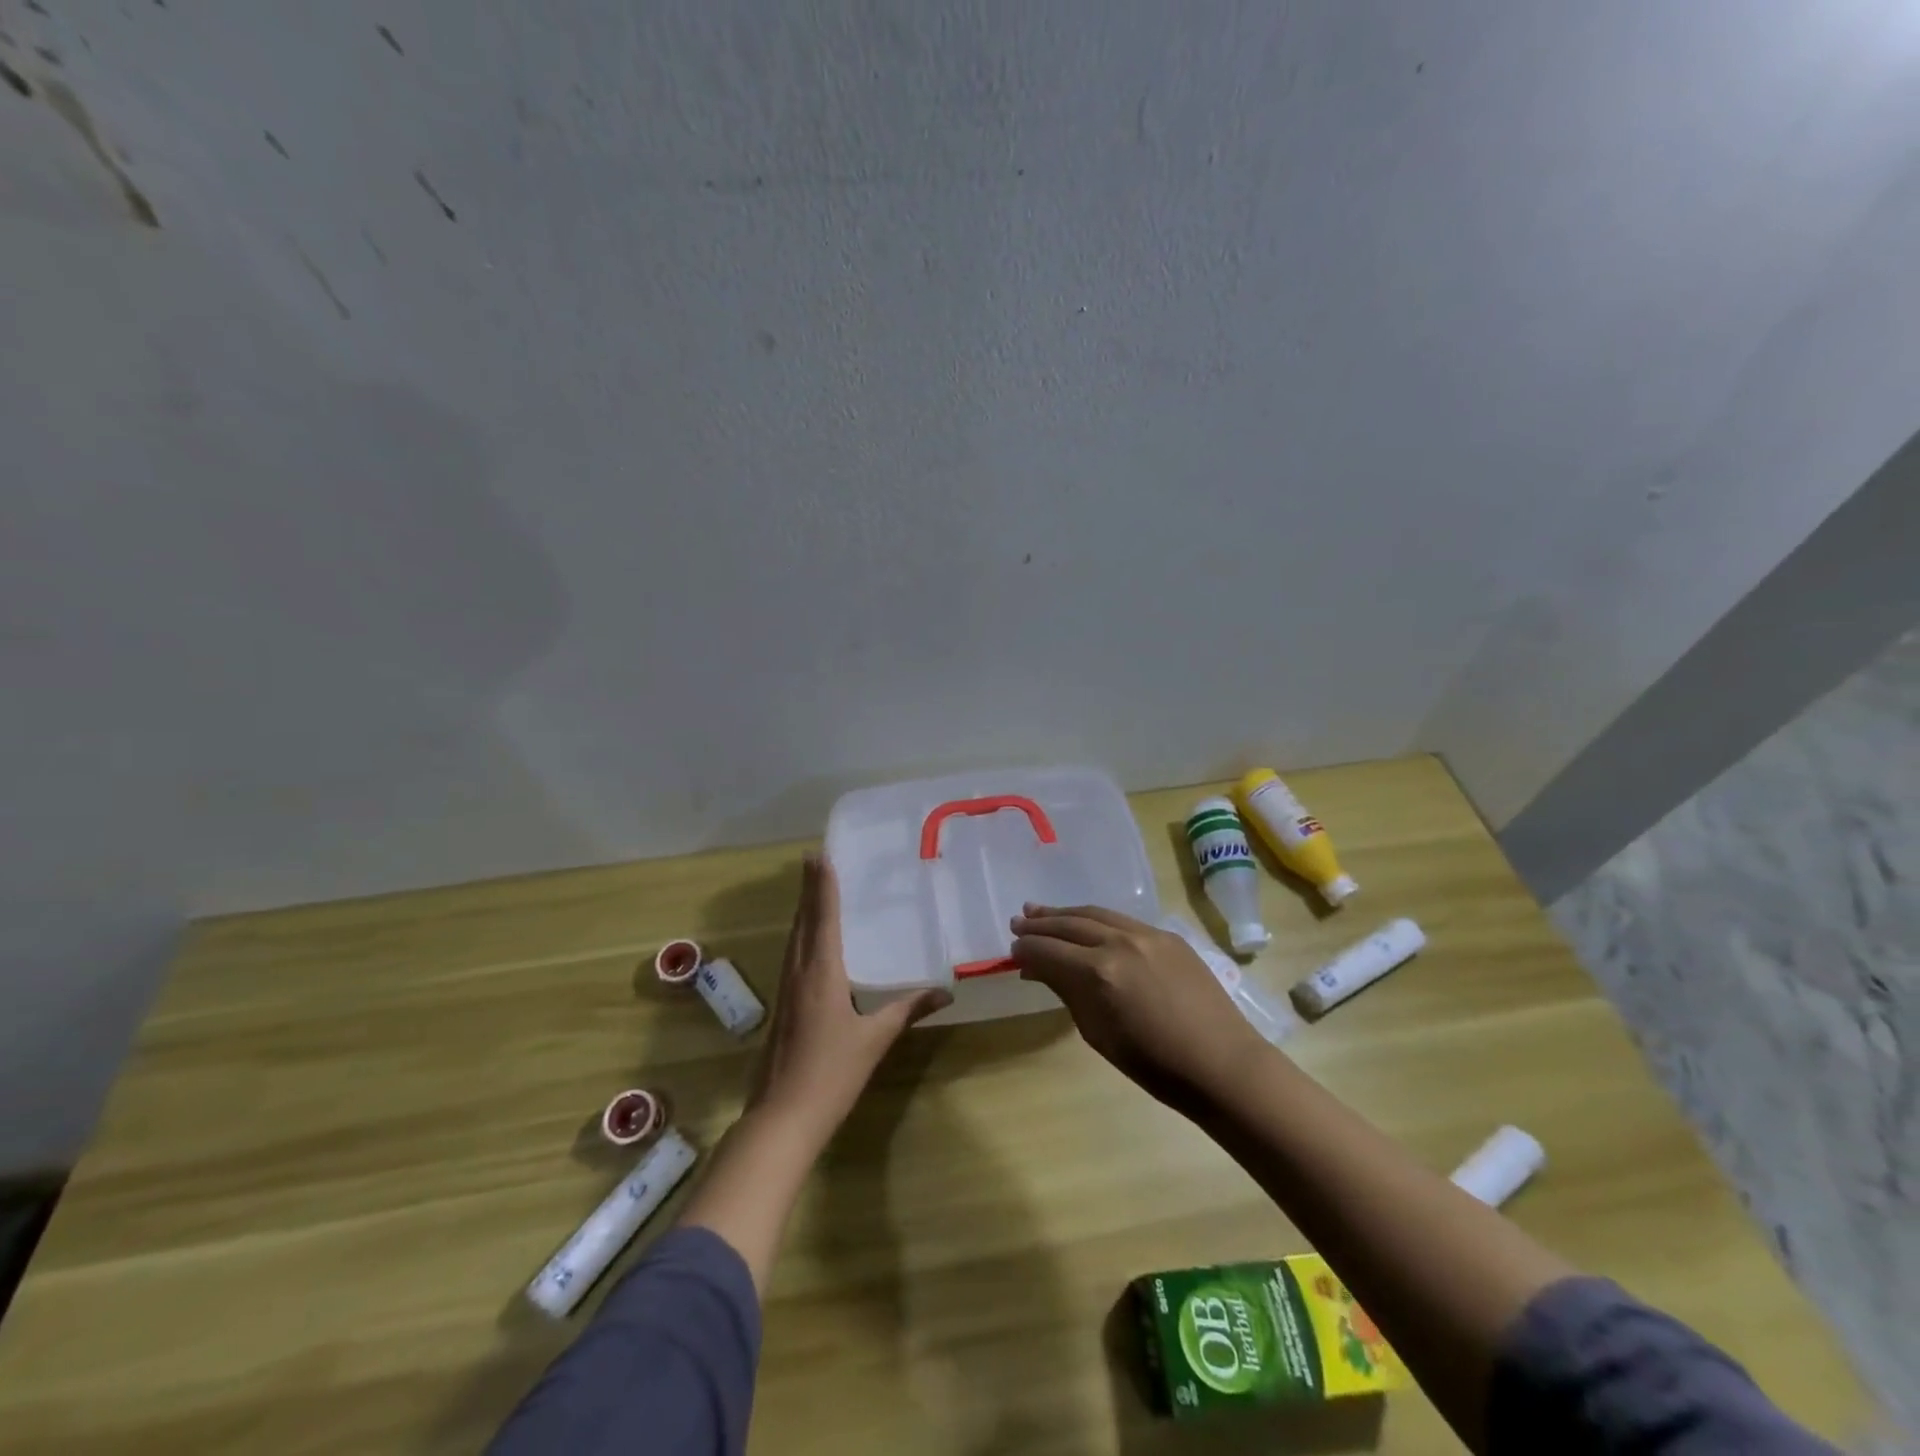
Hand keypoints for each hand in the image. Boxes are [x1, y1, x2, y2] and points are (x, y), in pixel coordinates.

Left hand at [747, 854, 950, 1142]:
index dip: (822, 886)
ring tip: (811, 888)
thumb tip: (945, 991)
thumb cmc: (832, 1073)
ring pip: (793, 938)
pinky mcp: (782, 1006)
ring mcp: (786, 990)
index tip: (819, 855)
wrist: (781, 1118)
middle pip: (802, 921)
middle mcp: (798, 972)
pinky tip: (808, 941)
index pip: (822, 918)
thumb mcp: (875, 1039)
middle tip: (814, 859)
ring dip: (802, 910)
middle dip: (809, 889)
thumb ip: (907, 1009)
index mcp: (820, 973)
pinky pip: (792, 956)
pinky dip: (801, 935)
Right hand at [1011, 903, 1269, 1114]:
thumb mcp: (1098, 1034)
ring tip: (1041, 912)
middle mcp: (1119, 942)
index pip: (1049, 951)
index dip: (1027, 950)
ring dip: (1065, 913)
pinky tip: (1086, 924)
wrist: (1221, 1064)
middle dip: (1040, 924)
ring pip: (1095, 914)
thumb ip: (1067, 993)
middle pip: (1069, 924)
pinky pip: (1122, 920)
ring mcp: (1146, 934)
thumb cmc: (1154, 1065)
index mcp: (1098, 973)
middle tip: (1018, 923)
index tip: (1012, 952)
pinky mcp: (1167, 935)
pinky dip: (1096, 920)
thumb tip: (1039, 970)